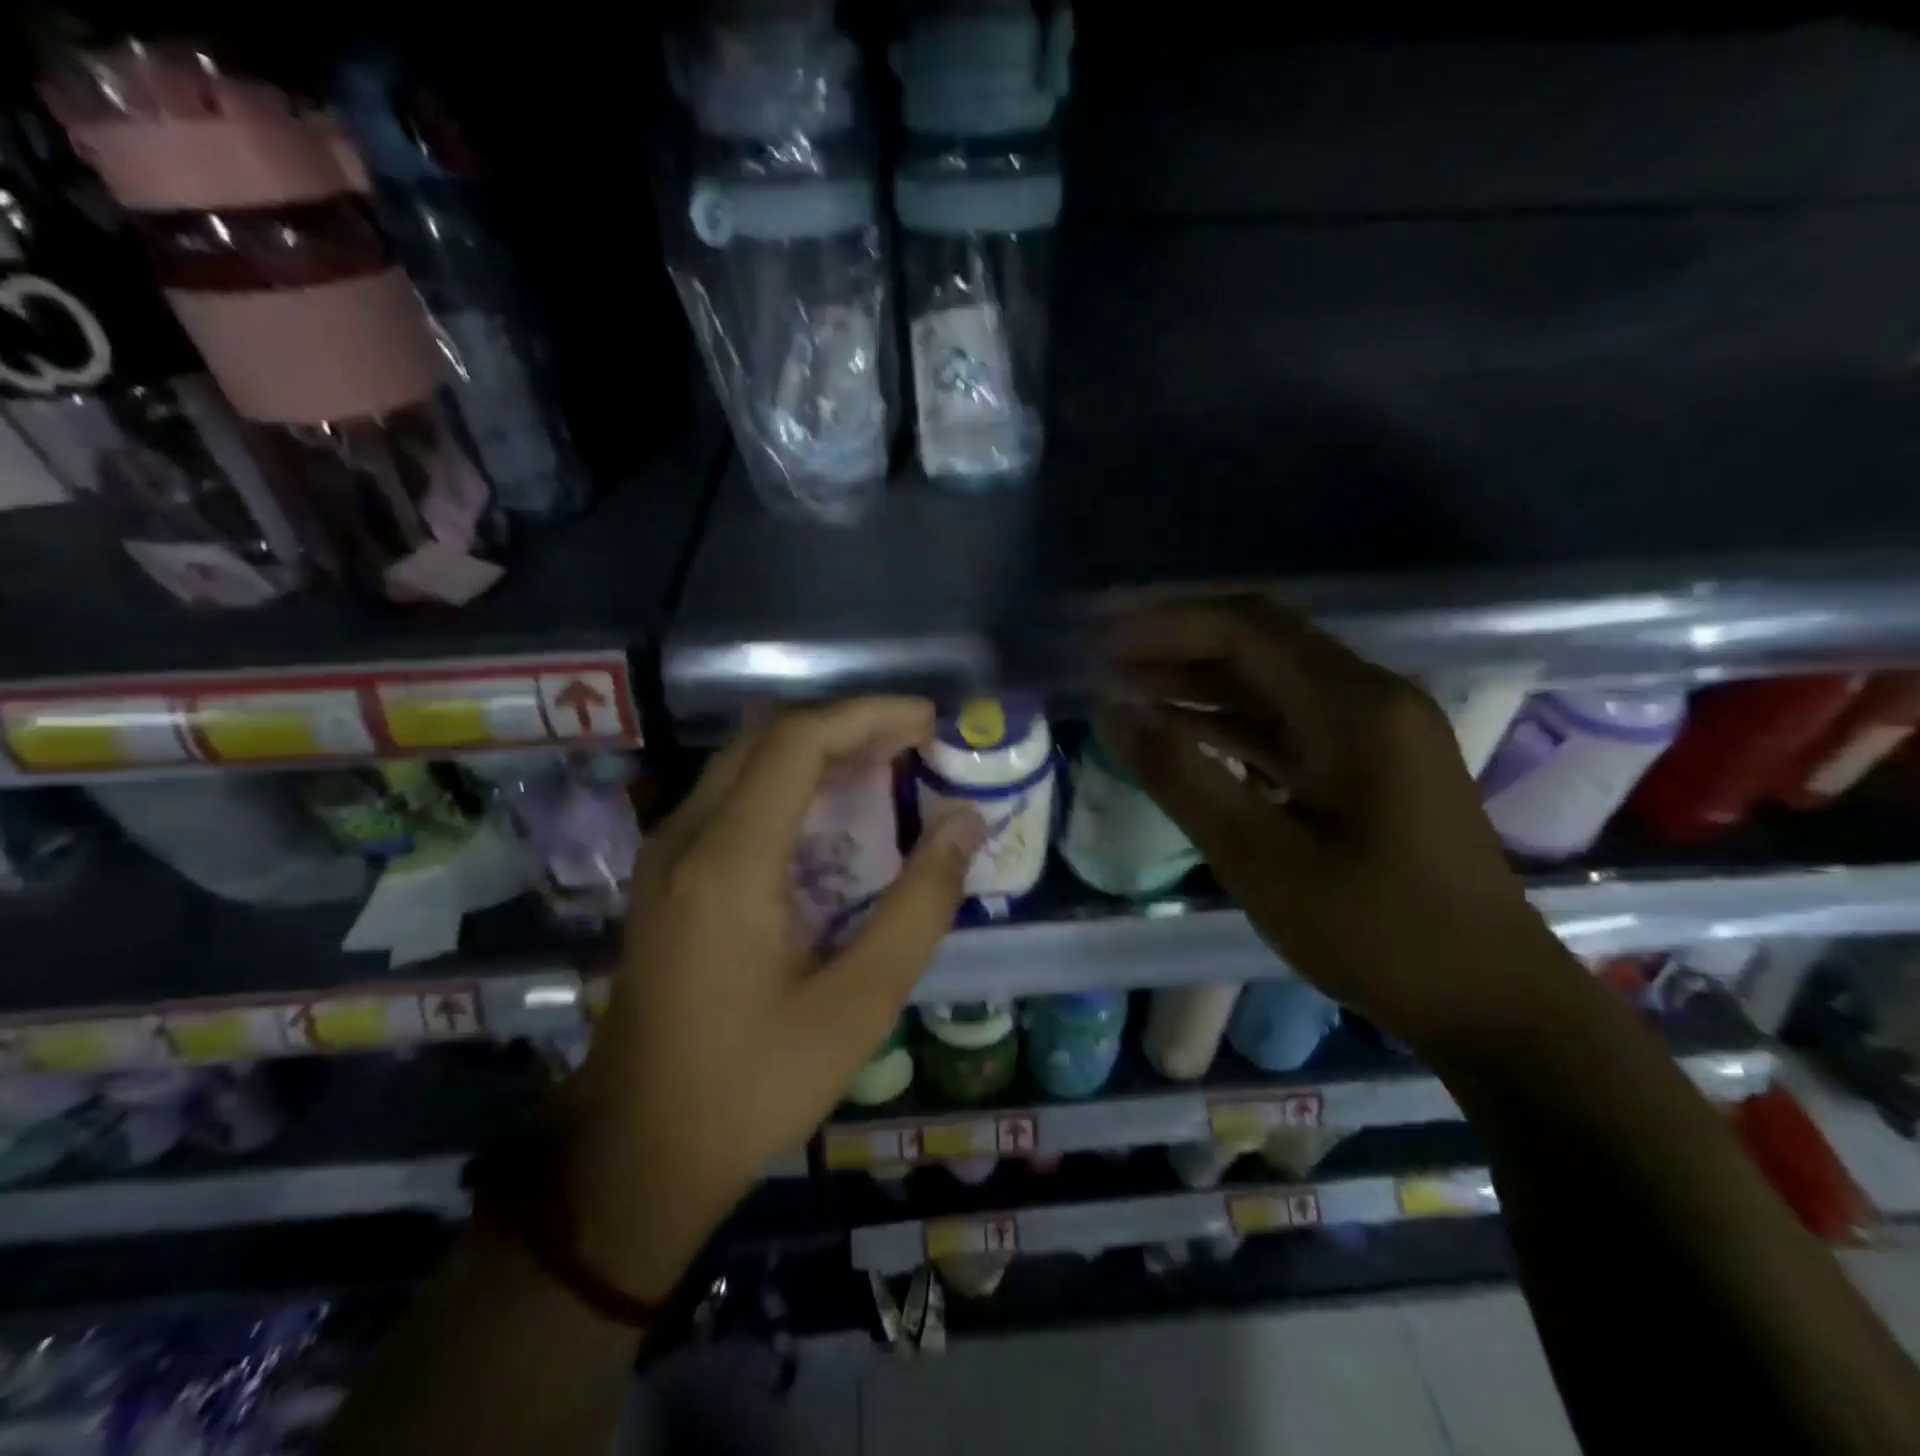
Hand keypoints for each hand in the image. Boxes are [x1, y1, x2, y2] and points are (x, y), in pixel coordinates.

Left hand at [563, 698, 984, 1299]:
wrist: (637, 1152)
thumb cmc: (753, 1085)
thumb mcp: (858, 1005)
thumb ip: (919, 906)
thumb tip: (966, 822)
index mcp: (729, 862)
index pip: (798, 741)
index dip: (869, 716)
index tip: (930, 723)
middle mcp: (686, 837)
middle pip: (769, 737)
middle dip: (848, 726)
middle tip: (917, 745)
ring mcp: (665, 854)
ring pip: (744, 760)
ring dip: (818, 750)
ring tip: (888, 768)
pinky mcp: (664, 875)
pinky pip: (729, 795)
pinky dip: (788, 782)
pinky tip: (832, 813)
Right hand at [1100, 596, 1570, 1050]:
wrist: (1489, 1001)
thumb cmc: (1377, 933)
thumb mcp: (1261, 859)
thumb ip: (1182, 777)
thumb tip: (1114, 713)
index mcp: (1356, 707)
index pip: (1247, 630)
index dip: (1166, 625)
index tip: (1100, 640)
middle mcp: (1371, 697)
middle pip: (1261, 642)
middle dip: (1177, 642)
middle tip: (1103, 657)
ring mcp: (1376, 729)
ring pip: (1272, 680)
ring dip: (1199, 680)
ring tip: (1125, 687)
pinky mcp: (1370, 762)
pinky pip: (1288, 720)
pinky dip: (1229, 719)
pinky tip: (1181, 729)